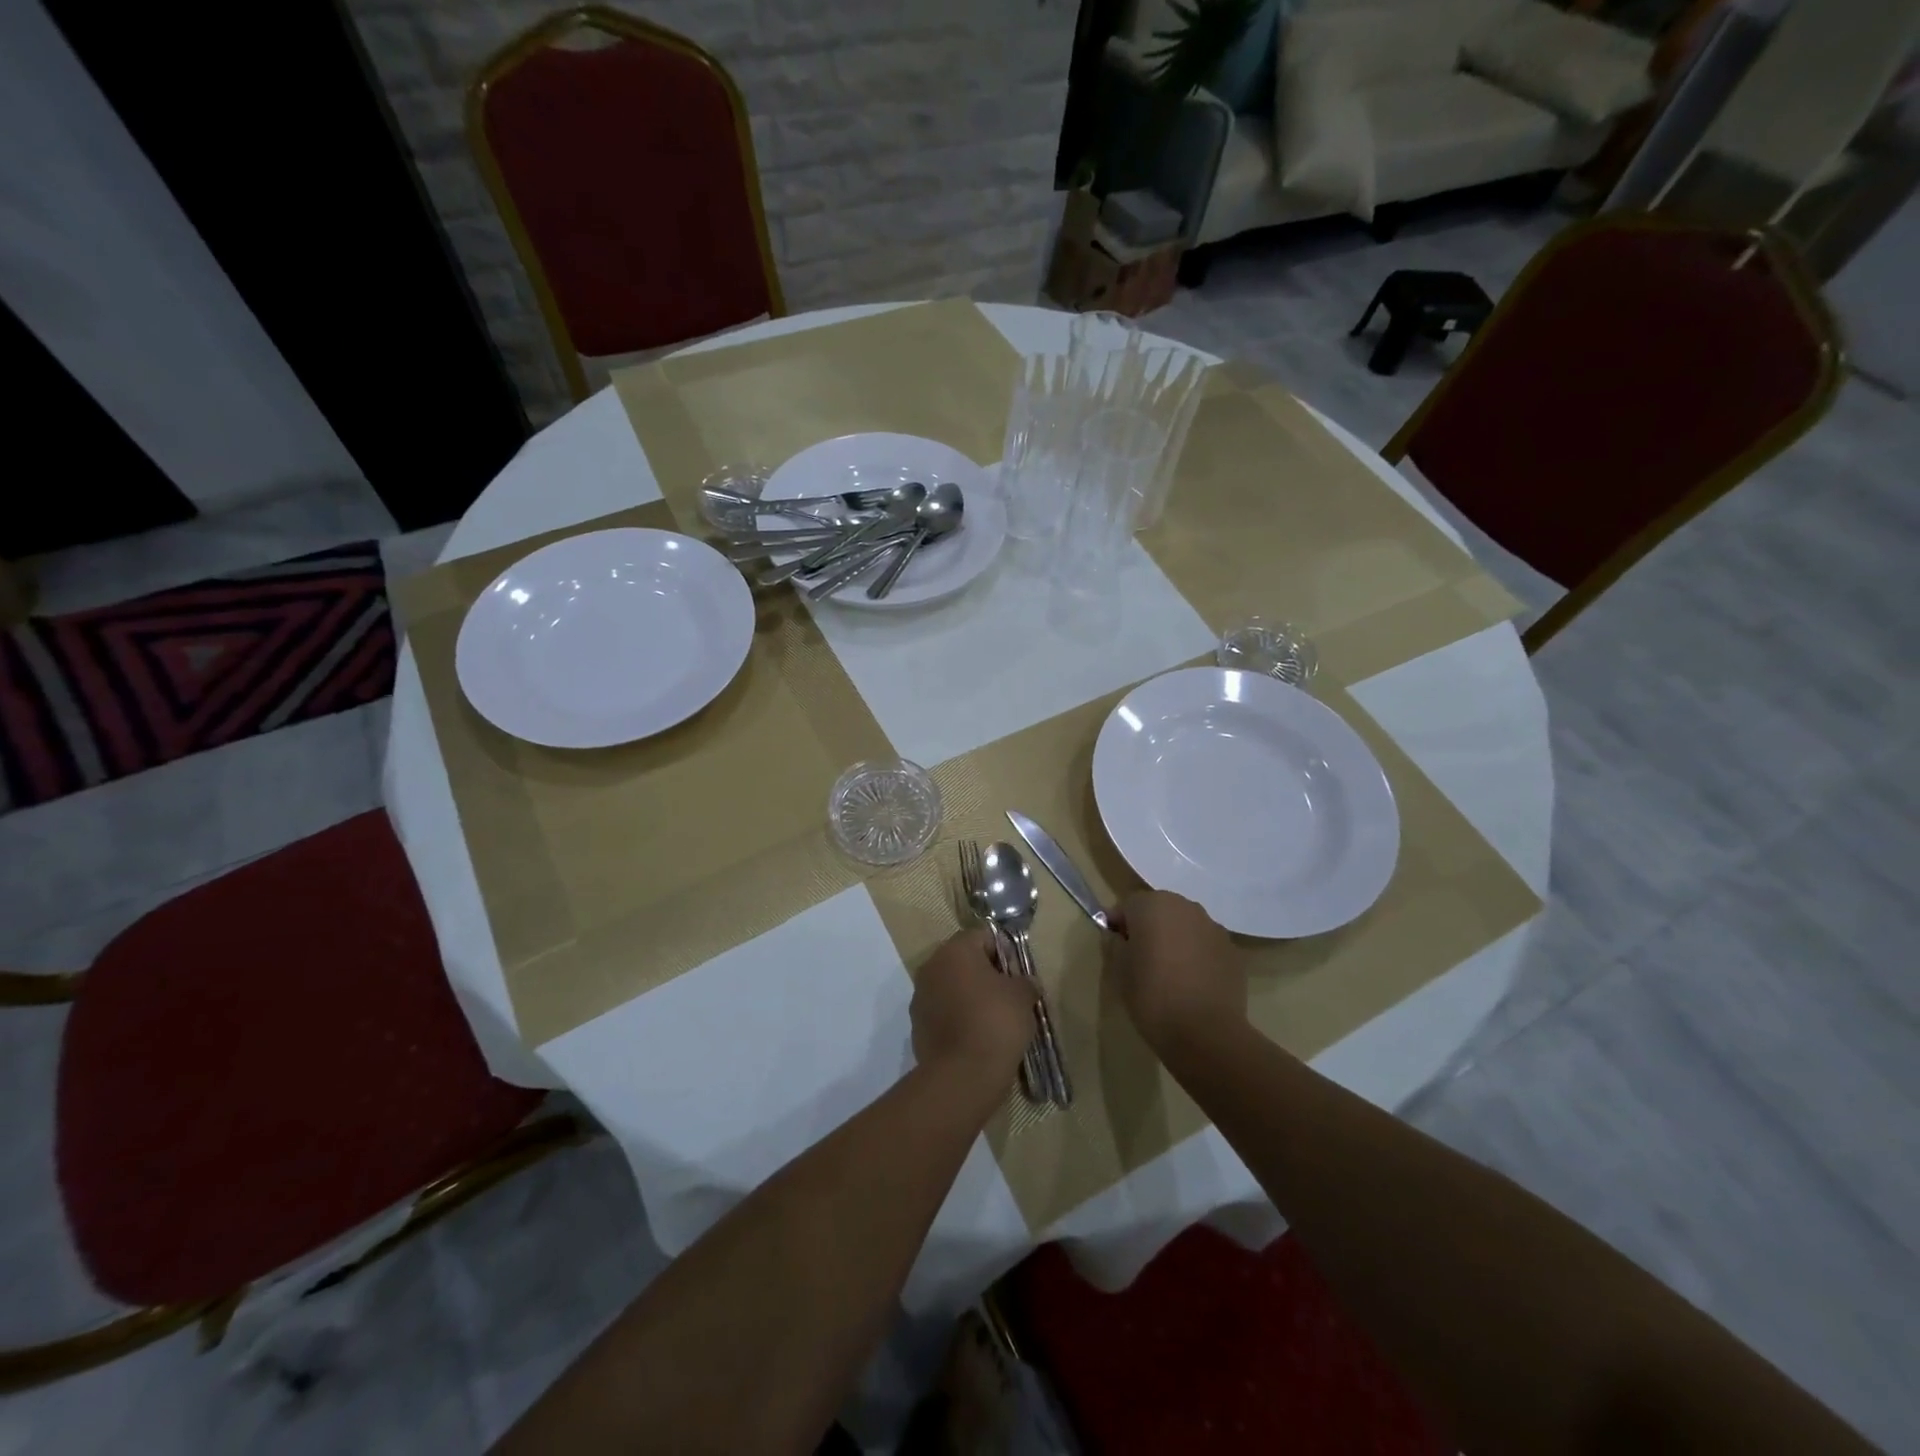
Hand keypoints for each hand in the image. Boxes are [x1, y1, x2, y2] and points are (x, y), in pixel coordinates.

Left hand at [911, 929, 1037, 1084]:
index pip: (982, 936)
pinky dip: (958, 1019)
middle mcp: (931, 967)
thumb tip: (1026, 983)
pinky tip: (977, 1037)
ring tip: (994, 1020)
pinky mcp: (918, 1026)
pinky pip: (944, 1013)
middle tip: (1009, 996)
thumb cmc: (996, 1022)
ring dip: (970, 997)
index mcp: (954, 950)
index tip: (1018, 974)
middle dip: (986, 974)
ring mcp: (920, 997)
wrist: (962, 1075)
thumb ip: (1025, 982)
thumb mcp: (1023, 996)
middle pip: (964, 961)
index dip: (1004, 951)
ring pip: (952, 987)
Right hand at [1104, 891, 1244, 1051]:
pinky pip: (1206, 946)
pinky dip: (1197, 956)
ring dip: (1175, 940)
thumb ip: (1115, 944)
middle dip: (1149, 928)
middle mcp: (1186, 907)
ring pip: (1185, 927)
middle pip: (1160, 910)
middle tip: (1140, 959)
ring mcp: (1214, 928)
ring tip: (1169, 973)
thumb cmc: (1152, 995)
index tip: (1115, 947)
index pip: (1128, 905)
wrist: (1205, 1032)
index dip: (1119, 925)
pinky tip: (1192, 984)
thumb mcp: (1119, 970)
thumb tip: (1118, 936)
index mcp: (1153, 905)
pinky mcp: (1233, 952)